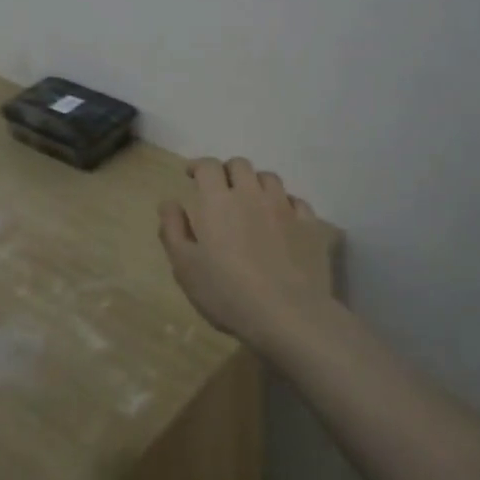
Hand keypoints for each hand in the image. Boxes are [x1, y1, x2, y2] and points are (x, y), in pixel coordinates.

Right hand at [159, 158, 336, 351]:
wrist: (288, 314)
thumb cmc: (227, 292)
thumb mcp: (185, 267)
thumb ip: (173, 230)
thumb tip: (169, 202)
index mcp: (217, 201)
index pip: (208, 166)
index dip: (198, 166)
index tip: (191, 175)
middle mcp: (251, 194)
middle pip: (240, 165)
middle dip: (227, 171)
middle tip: (221, 189)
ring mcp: (284, 208)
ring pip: (270, 178)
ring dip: (257, 184)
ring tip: (252, 201)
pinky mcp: (310, 226)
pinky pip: (297, 202)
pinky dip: (286, 204)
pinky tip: (282, 219)